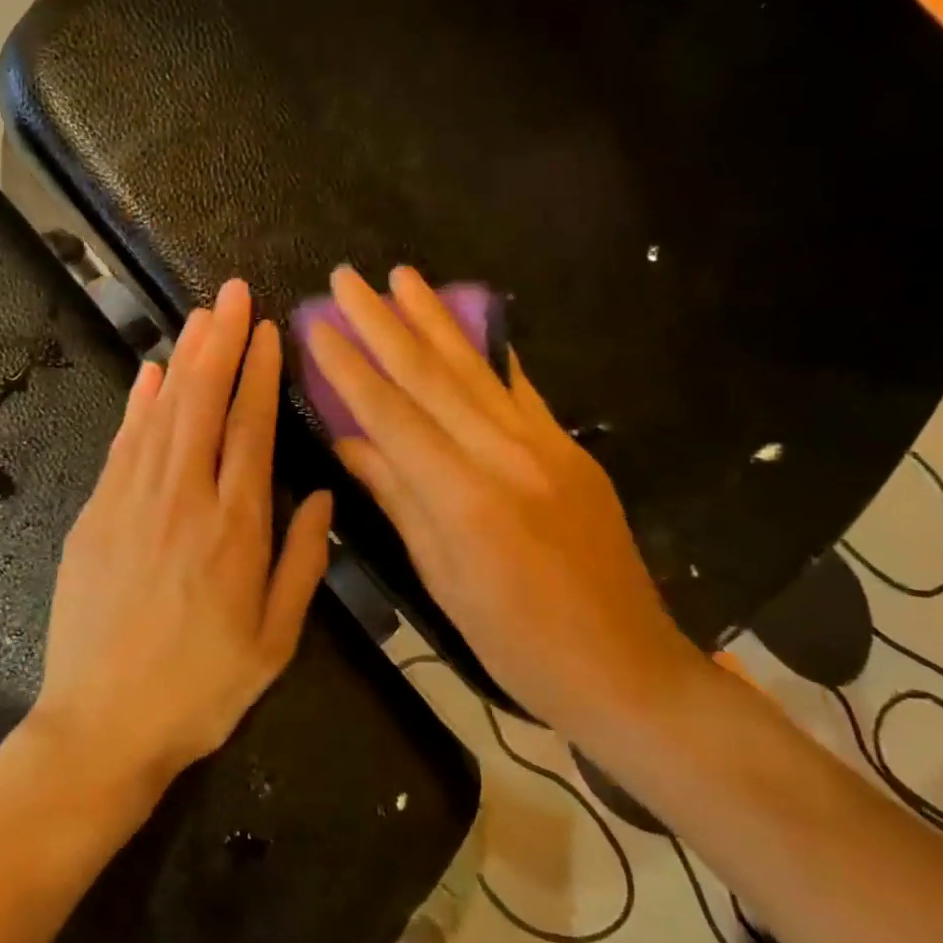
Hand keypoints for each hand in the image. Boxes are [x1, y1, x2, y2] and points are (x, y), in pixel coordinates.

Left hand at [33, 279, 333, 799]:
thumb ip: (303, 562)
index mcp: (236, 526)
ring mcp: (131, 501)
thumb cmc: (202, 688)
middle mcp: (183, 498)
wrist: (103, 725)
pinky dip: (137, 404)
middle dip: (219, 342)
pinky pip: (122, 444)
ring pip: (162, 412)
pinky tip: (148, 374)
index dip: (259, 372)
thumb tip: (320, 495)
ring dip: (181, 359)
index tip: (266, 329)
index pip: (250, 427)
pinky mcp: (95, 514)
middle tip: (231, 292)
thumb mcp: (276, 640)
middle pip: (202, 402)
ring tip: (199, 316)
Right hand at [305, 265, 694, 735]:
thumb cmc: (517, 642)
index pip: (391, 414)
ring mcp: (546, 446)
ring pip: (477, 369)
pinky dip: (490, 351)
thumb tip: (348, 441)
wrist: (626, 667)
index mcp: (463, 497)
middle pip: (432, 375)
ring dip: (435, 318)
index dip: (349, 367)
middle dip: (384, 322)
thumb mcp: (443, 578)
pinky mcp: (572, 449)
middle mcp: (505, 455)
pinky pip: (521, 389)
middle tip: (348, 277)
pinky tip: (472, 319)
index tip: (317, 324)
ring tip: (403, 276)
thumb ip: (397, 498)